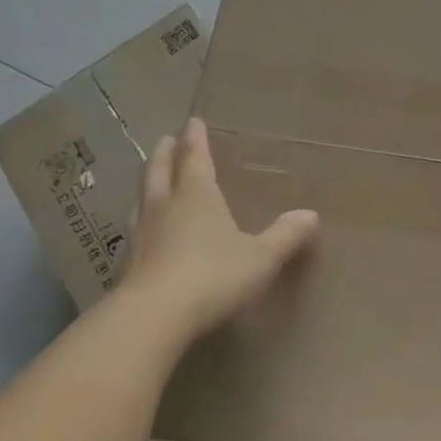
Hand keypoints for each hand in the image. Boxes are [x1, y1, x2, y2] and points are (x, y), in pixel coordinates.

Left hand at [120, 118, 319, 341]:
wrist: (153, 318)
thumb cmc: (214, 275)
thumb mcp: (262, 257)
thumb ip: (285, 236)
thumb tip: (311, 215)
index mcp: (197, 196)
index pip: (195, 158)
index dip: (195, 139)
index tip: (192, 122)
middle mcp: (165, 207)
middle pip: (160, 172)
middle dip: (164, 154)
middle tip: (165, 141)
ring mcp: (142, 236)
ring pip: (142, 198)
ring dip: (147, 183)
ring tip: (150, 177)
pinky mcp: (128, 265)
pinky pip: (135, 229)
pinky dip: (141, 219)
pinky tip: (143, 230)